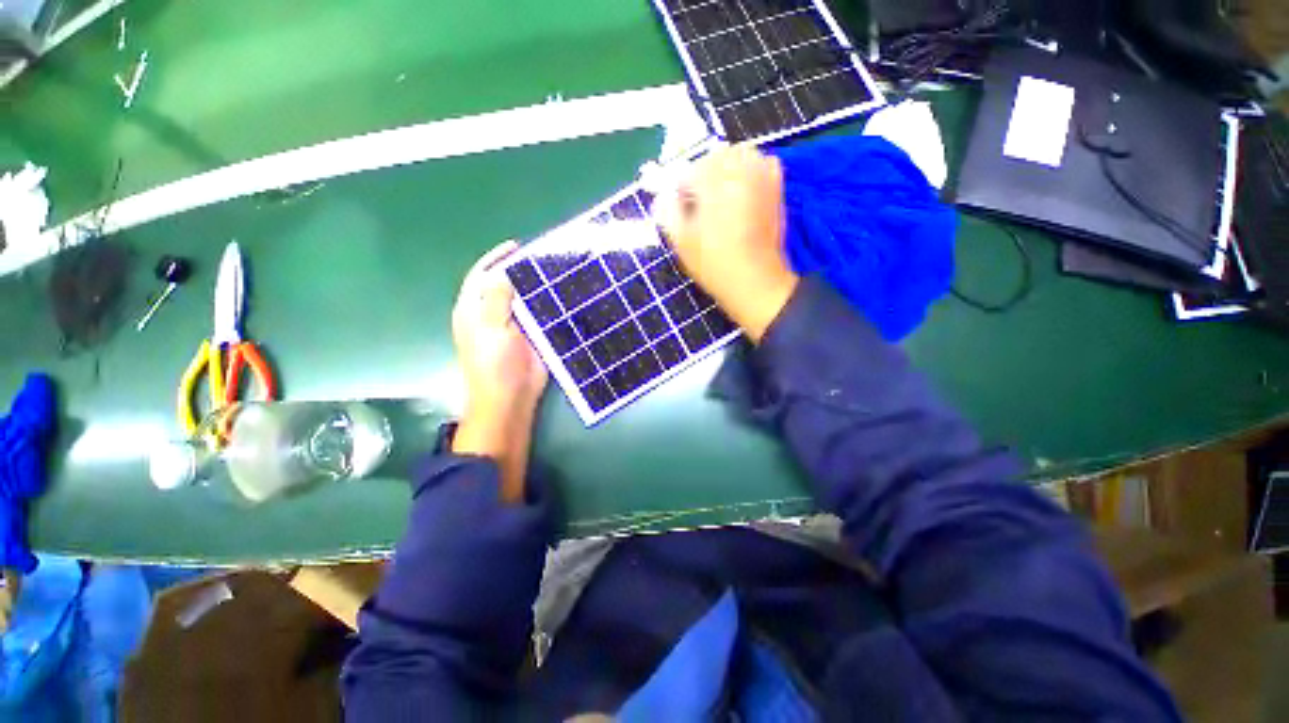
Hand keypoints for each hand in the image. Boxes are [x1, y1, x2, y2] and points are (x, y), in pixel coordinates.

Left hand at [450, 241, 546, 500]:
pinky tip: (563, 298)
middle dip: (523, 272)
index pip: (482, 275)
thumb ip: (496, 298)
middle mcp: (491, 315)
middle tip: (546, 259)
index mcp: (473, 310)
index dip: (497, 259)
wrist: (510, 399)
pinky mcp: (531, 338)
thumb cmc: (494, 364)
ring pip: (525, 300)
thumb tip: (504, 271)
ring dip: (538, 288)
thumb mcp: (491, 328)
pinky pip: (539, 316)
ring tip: (558, 273)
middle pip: (506, 286)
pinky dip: (549, 306)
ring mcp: (512, 327)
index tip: (517, 247)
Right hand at [654, 145, 798, 342]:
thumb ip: (667, 211)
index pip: (689, 171)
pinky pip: (763, 163)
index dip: (680, 189)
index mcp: (713, 181)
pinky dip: (751, 169)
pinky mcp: (776, 188)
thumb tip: (662, 197)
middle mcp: (739, 170)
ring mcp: (761, 176)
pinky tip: (743, 191)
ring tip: (720, 196)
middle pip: (714, 157)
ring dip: (726, 168)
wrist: (754, 281)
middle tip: (698, 201)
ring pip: (739, 154)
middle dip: (703, 174)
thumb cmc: (714, 264)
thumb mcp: (681, 241)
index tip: (679, 207)